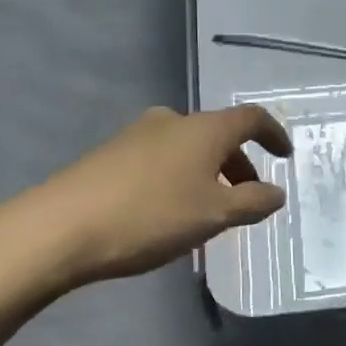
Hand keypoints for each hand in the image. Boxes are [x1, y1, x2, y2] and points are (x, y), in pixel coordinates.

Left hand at [0, 106, 291, 315]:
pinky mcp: (110, 154)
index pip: (251, 118)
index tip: (285, 155)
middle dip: (239, 162)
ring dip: (208, 172)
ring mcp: (137, 135)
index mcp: (204, 129)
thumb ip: (252, 202)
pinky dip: (180, 177)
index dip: (273, 134)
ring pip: (188, 147)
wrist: (60, 227)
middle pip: (218, 134)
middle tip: (247, 196)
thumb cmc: (151, 216)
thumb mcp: (214, 215)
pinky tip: (169, 210)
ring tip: (209, 210)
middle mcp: (172, 121)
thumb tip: (276, 192)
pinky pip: (161, 158)